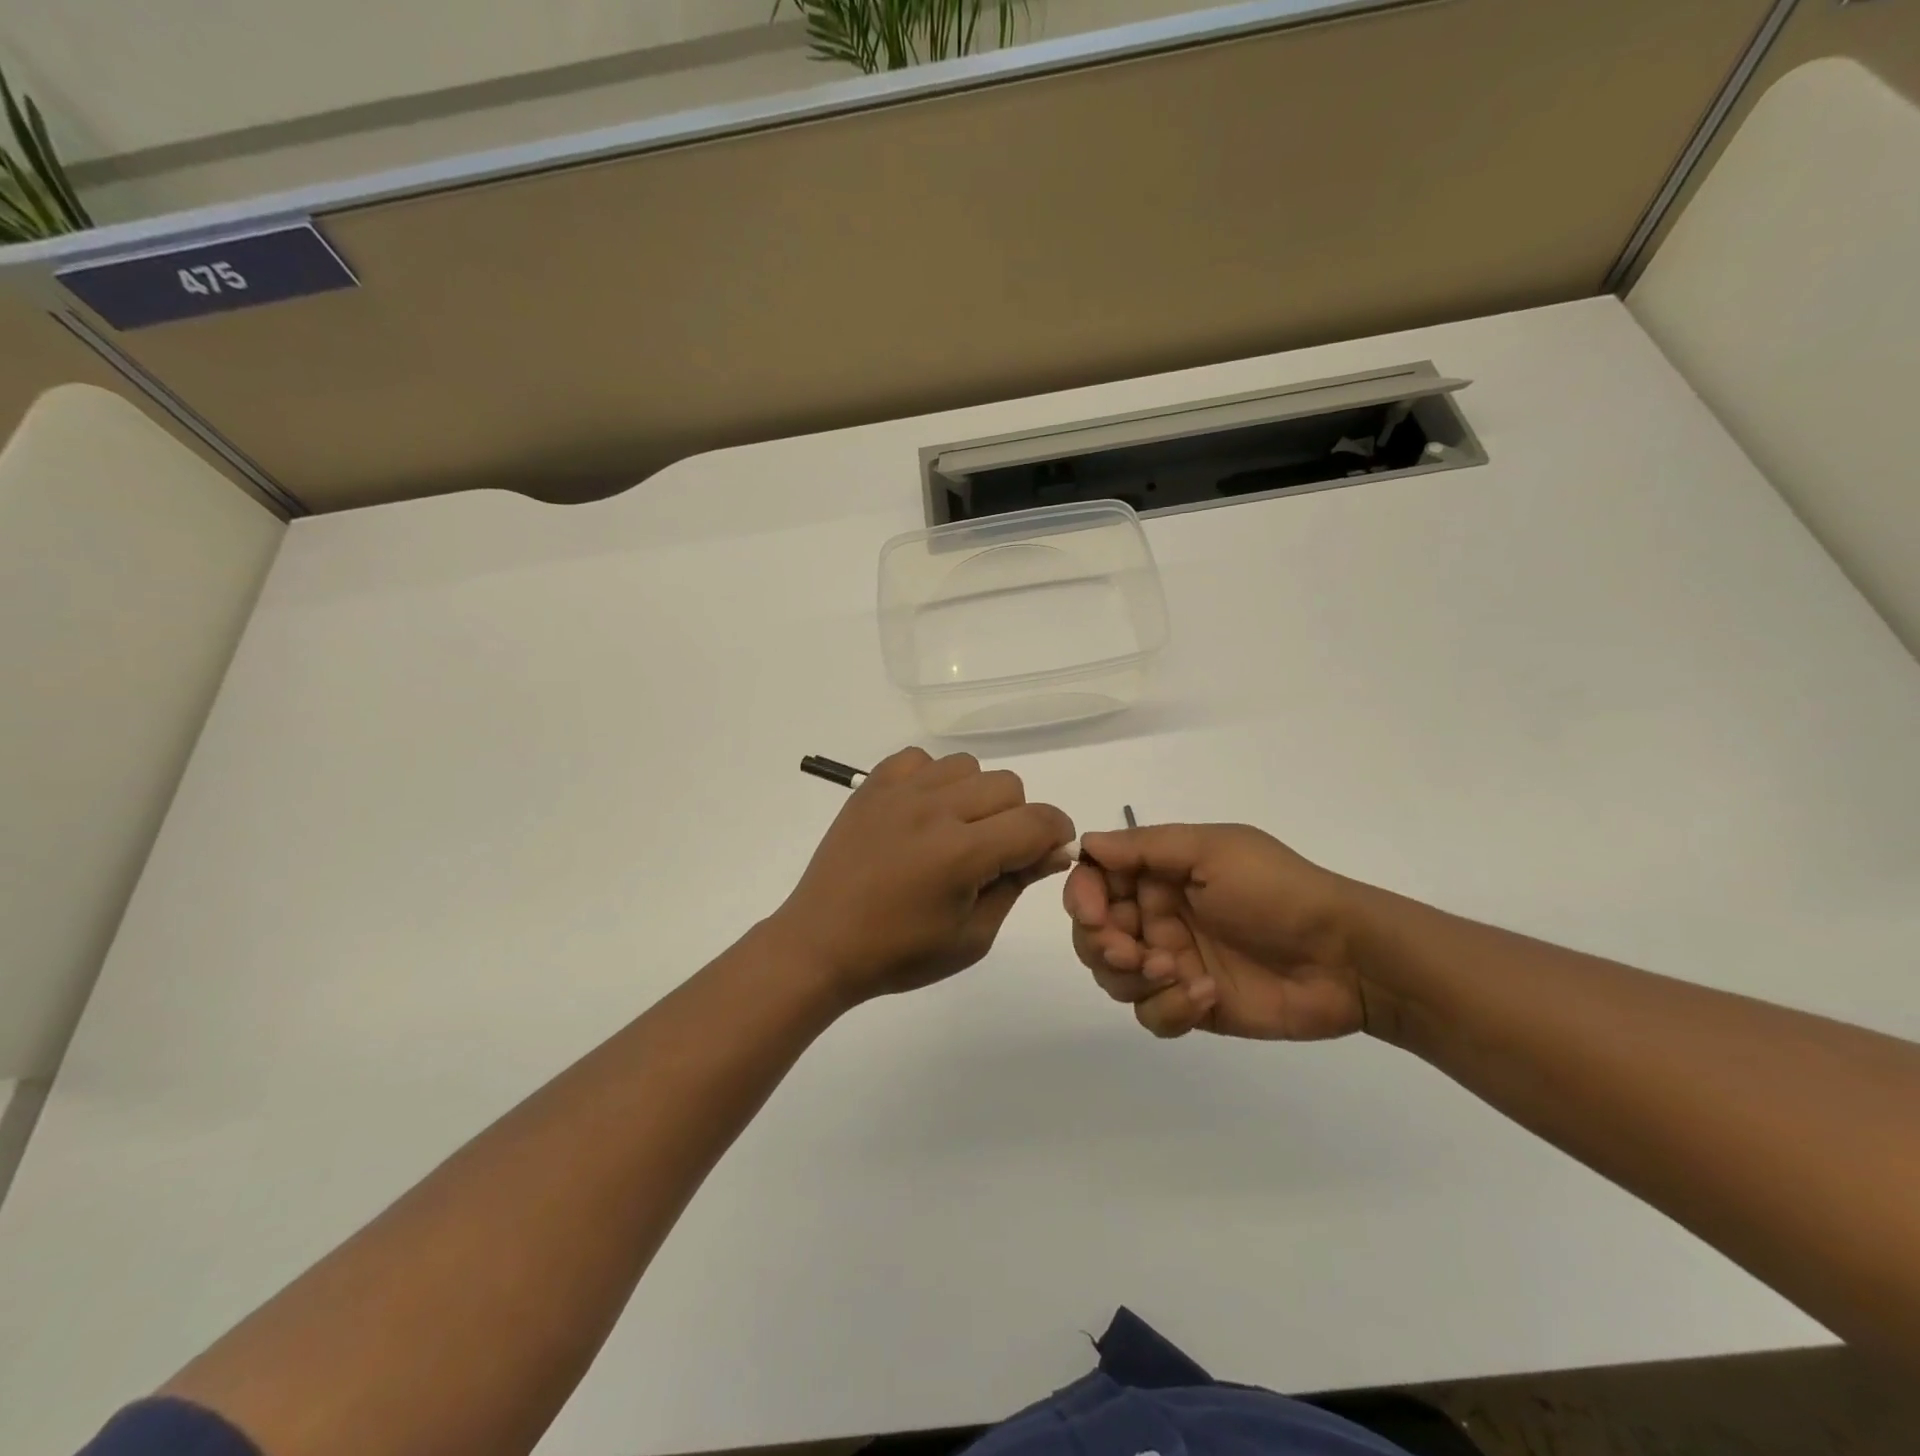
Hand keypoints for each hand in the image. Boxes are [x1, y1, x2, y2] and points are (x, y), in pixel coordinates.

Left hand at [775, 747, 1076, 1003]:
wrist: (821, 944)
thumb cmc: (899, 953)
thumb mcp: (972, 937)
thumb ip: (1017, 885)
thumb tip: (1054, 850)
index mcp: (961, 853)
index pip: (1037, 821)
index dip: (1057, 835)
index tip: (1048, 853)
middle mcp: (934, 810)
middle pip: (1008, 786)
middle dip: (1017, 819)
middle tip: (992, 854)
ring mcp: (899, 792)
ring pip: (968, 765)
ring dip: (975, 796)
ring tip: (954, 831)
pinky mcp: (872, 785)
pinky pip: (920, 759)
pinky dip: (933, 779)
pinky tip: (922, 813)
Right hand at [1063, 822, 1373, 1040]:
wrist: (1346, 957)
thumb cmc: (1275, 891)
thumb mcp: (1212, 851)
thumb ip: (1145, 847)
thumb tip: (1085, 844)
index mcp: (1158, 873)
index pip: (1094, 881)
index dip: (1083, 897)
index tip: (1094, 914)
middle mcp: (1156, 916)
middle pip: (1093, 935)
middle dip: (1103, 945)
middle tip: (1134, 953)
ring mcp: (1171, 963)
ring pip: (1113, 978)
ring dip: (1133, 978)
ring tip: (1174, 972)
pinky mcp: (1191, 1006)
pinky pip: (1150, 1015)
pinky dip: (1169, 1009)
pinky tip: (1206, 996)